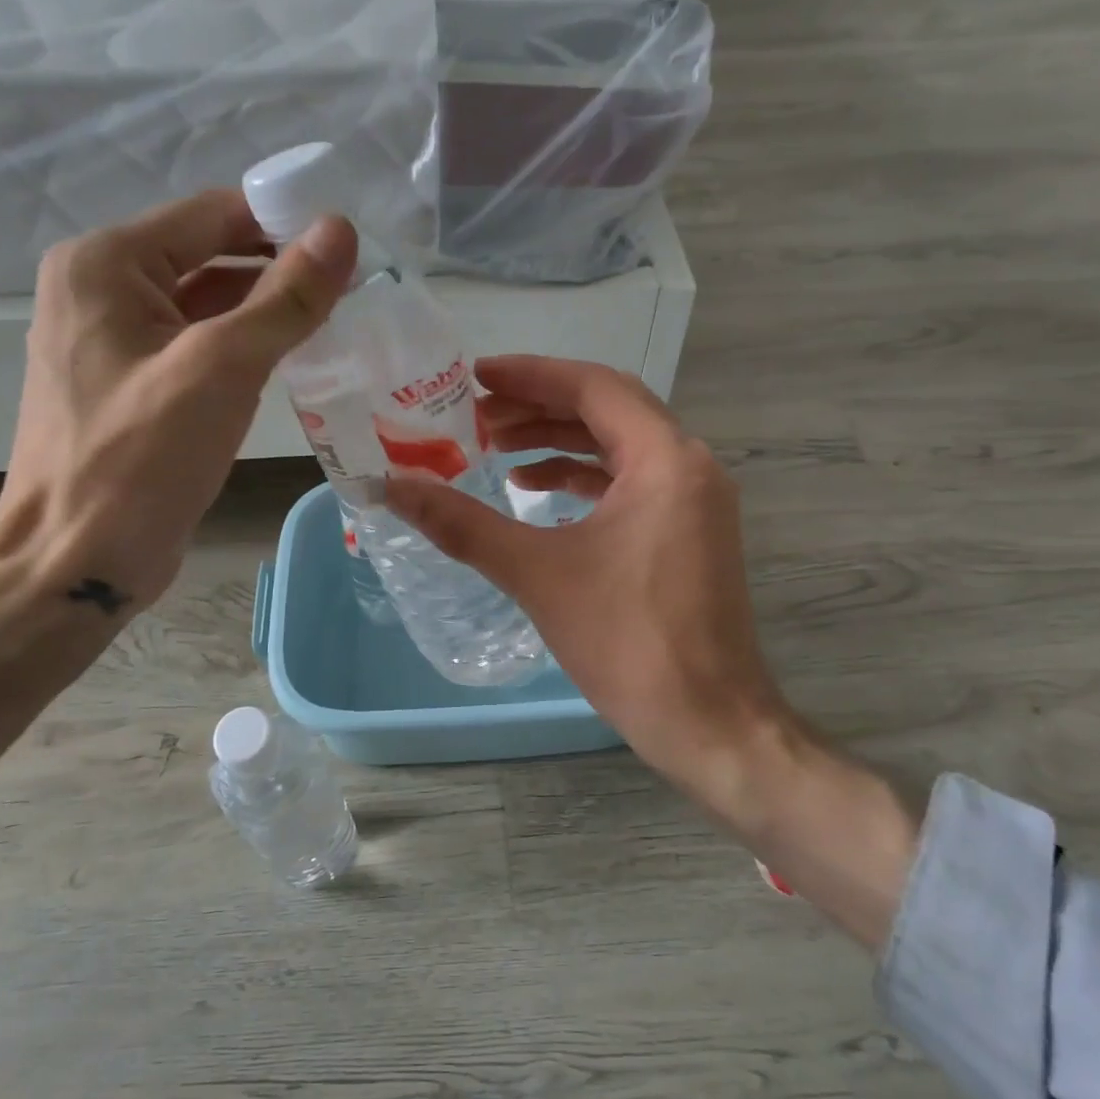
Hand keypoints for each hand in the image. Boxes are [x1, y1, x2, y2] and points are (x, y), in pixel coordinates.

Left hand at [0, 192, 355, 774]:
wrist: (77, 561)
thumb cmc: (140, 459)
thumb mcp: (222, 368)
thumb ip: (285, 298)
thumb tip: (341, 231)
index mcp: (107, 264)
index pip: (214, 214)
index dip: (287, 224)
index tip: (354, 249)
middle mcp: (103, 288)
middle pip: (211, 255)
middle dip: (282, 271)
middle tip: (357, 291)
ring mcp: (115, 340)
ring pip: (209, 304)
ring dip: (268, 312)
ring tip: (340, 323)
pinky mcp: (135, 385)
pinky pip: (200, 346)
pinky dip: (246, 348)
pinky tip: (295, 362)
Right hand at [386, 357, 916, 947]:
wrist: (709, 724)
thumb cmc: (628, 643)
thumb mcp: (538, 574)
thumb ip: (462, 524)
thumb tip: (391, 487)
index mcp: (665, 460)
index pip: (594, 387)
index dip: (531, 374)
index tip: (474, 376)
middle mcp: (689, 466)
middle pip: (607, 409)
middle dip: (539, 407)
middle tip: (475, 414)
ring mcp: (694, 500)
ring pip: (618, 447)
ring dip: (558, 441)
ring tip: (494, 447)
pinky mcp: (688, 532)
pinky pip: (629, 483)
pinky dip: (582, 478)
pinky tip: (535, 491)